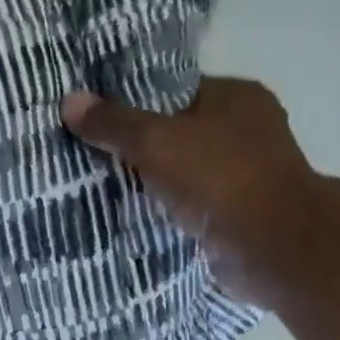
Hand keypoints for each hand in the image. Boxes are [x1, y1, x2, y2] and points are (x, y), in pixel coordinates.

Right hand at [61, 78, 339, 306]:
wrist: (271, 247)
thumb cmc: (219, 179)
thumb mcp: (156, 142)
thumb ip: (114, 123)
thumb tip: (69, 100)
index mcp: (236, 97)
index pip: (175, 91)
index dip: (135, 102)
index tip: (95, 118)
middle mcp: (247, 130)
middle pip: (178, 132)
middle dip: (139, 146)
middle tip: (89, 155)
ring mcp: (245, 175)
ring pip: (183, 172)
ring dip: (152, 182)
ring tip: (101, 187)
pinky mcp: (237, 215)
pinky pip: (190, 205)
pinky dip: (166, 210)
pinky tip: (133, 216)